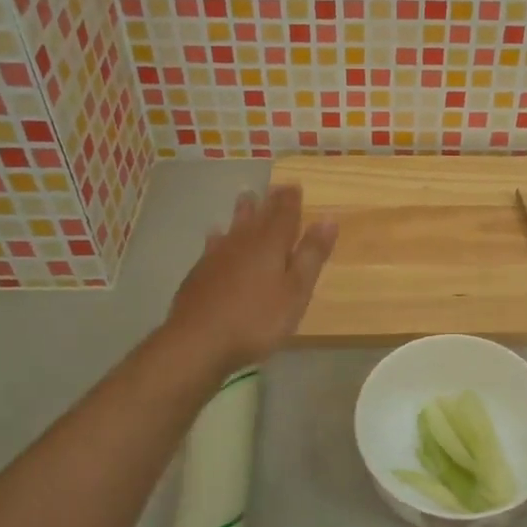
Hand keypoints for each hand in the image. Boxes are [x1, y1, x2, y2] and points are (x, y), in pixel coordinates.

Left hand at [166, 186, 336, 373]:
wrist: (198, 341)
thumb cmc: (257, 319)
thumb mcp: (296, 291)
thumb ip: (311, 255)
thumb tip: (327, 219)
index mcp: (271, 245)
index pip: (285, 214)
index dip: (291, 200)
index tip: (294, 184)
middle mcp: (243, 243)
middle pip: (259, 217)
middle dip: (269, 202)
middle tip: (274, 187)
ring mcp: (217, 256)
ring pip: (234, 227)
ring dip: (242, 212)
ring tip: (246, 198)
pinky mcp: (199, 273)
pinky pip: (213, 244)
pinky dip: (218, 236)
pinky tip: (215, 235)